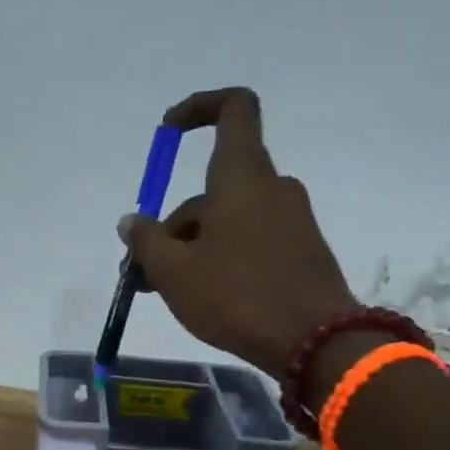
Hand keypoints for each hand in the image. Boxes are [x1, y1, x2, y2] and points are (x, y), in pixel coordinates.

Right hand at [120, 88, 357, 379]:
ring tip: (164, 292)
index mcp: (241, 178)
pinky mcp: (301, 250)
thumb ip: (146, 241)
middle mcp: (271, 188)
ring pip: (227, 219)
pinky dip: (220, 257)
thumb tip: (132, 222)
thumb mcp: (174, 272)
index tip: (168, 132)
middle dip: (172, 225)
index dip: (199, 107)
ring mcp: (291, 220)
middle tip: (142, 272)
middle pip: (212, 189)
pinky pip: (249, 240)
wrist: (317, 342)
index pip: (233, 109)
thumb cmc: (237, 296)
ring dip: (191, 247)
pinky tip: (203, 296)